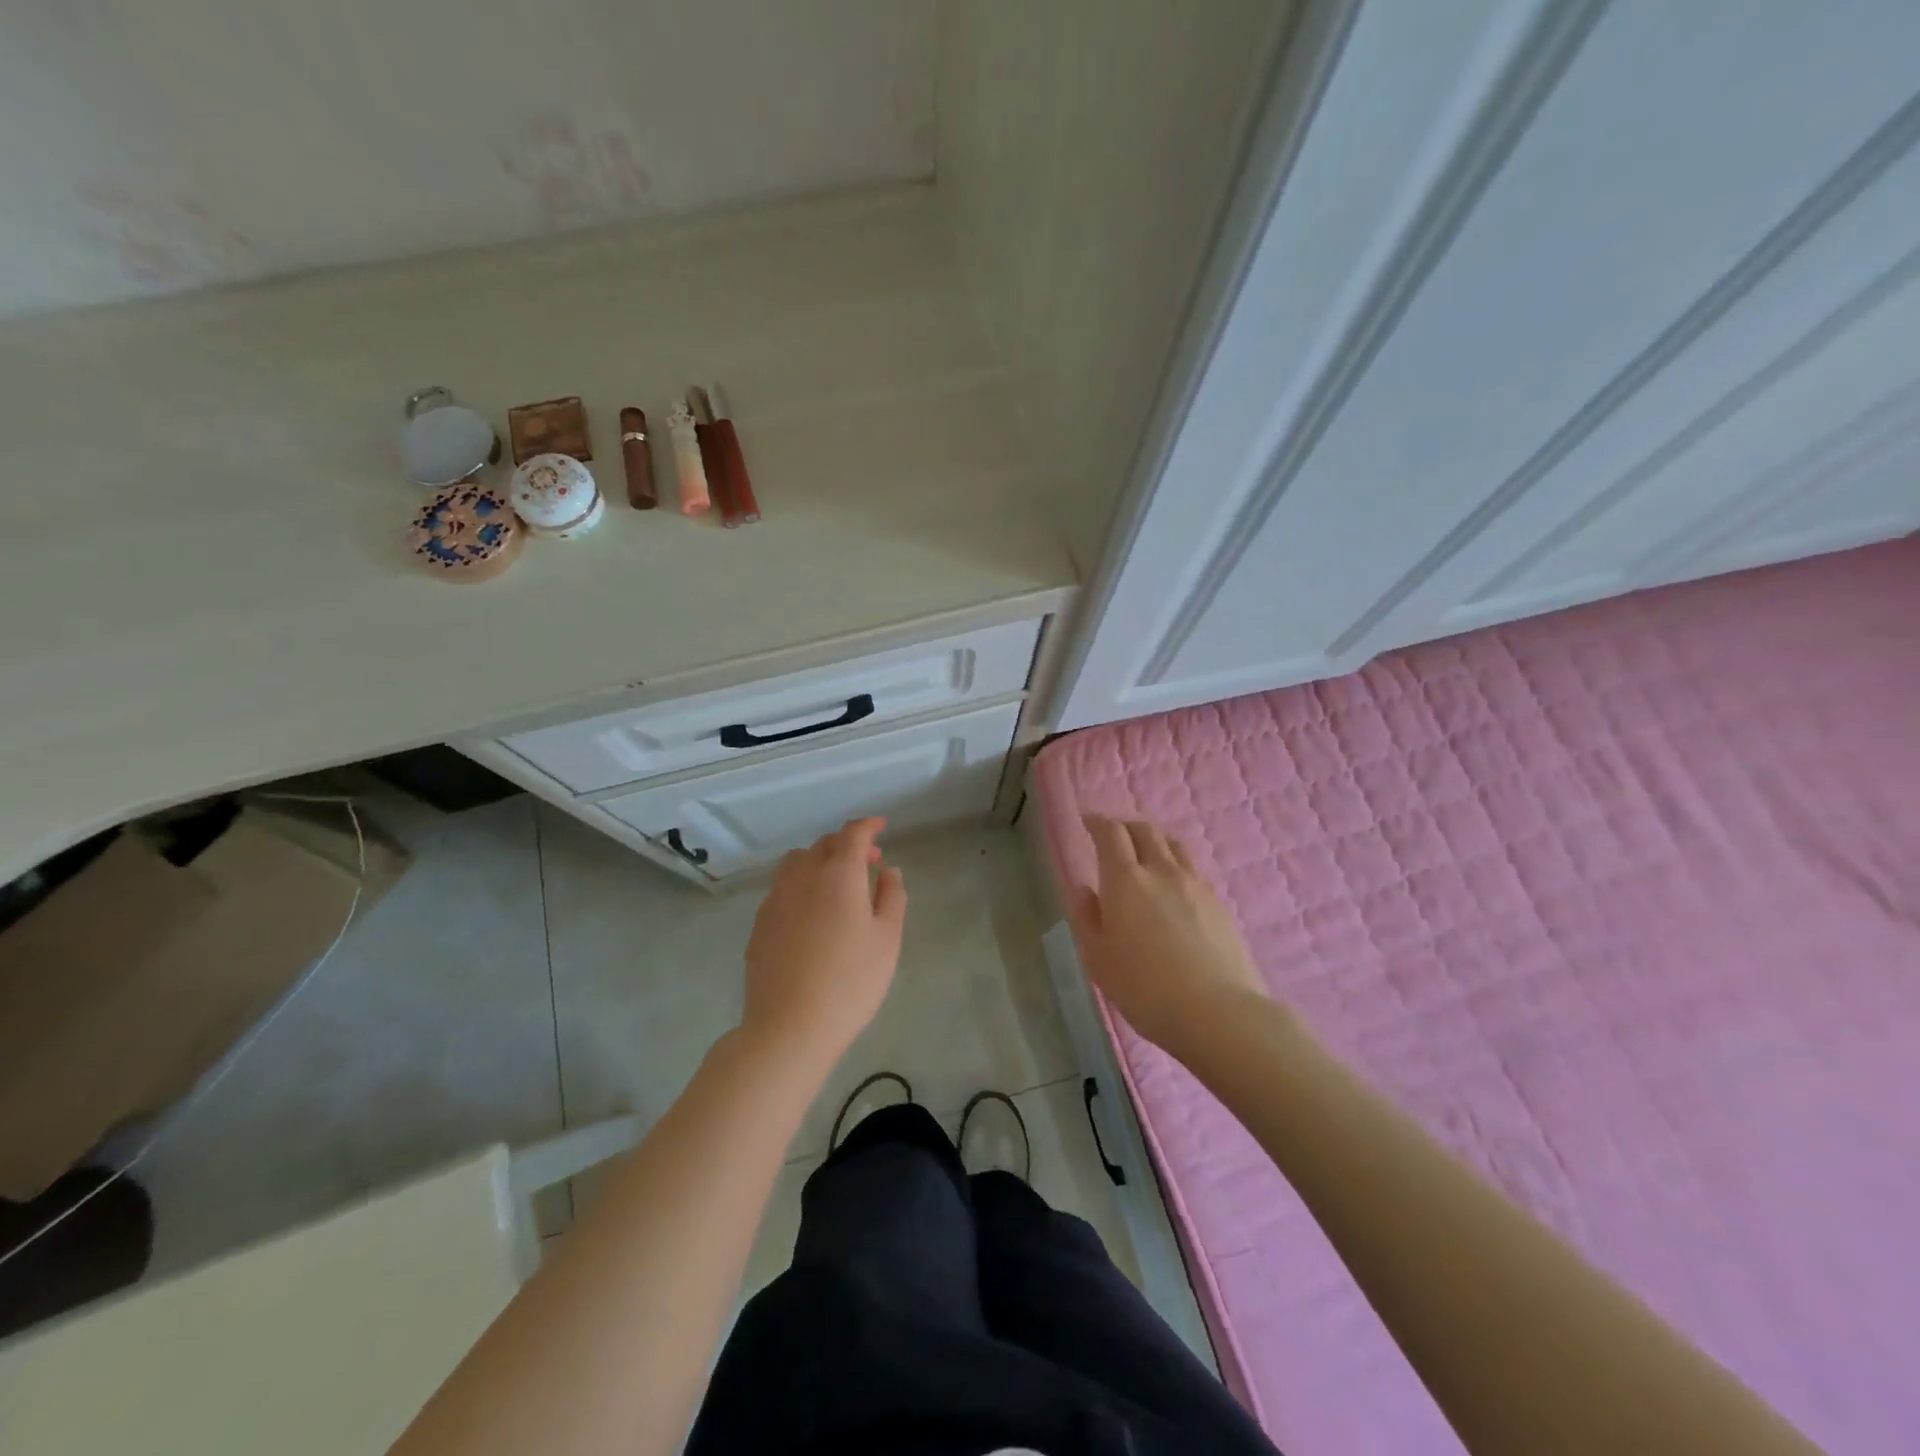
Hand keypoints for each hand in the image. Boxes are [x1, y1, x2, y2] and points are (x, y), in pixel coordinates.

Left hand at [742, 817, 906, 1069]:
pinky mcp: (760, 923)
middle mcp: (802, 877)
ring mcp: (775, 899)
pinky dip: (801, 885)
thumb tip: (887, 871)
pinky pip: (782, 888)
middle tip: (869, 863)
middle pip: (823, 845)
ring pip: (797, 862)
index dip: (868, 826)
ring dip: (819, 861)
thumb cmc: (851, 981)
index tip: (881, 826)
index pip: (852, 834)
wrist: (790, 1027)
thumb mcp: (887, 940)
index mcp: (838, 875)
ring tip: (837, 885)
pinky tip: (812, 913)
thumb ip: (892, 897)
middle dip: (847, 845)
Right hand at [1070, 816, 1268, 1054]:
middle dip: (1125, 827)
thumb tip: (1084, 888)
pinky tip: (1173, 886)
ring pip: (1173, 844)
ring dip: (1154, 841)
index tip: (1087, 822)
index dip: (1097, 822)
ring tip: (1145, 855)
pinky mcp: (1219, 902)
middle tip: (1113, 837)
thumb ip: (1087, 918)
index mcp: (1126, 880)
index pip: (1111, 833)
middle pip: (1144, 830)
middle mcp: (1161, 871)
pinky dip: (1175, 864)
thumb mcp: (1099, 960)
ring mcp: (1196, 884)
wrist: (1219, 1013)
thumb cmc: (1146, 990)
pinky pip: (1192, 868)